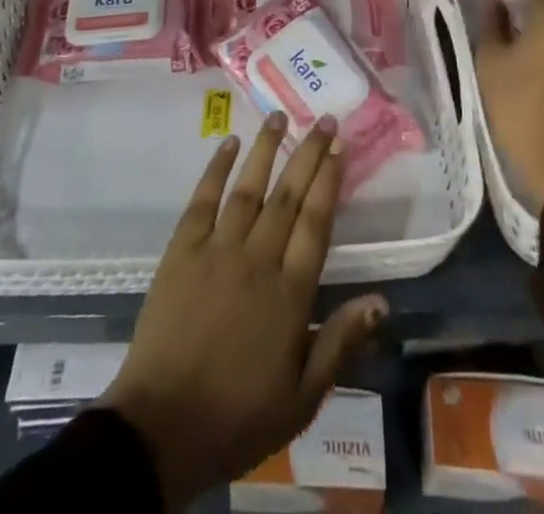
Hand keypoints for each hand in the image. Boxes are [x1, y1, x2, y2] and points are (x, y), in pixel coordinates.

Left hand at [101, 113, 387, 508]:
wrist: (162, 427)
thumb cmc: (237, 416)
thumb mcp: (302, 397)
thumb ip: (341, 343)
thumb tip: (381, 300)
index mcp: (290, 294)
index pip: (316, 222)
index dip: (329, 180)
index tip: (339, 145)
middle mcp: (257, 259)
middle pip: (288, 195)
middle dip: (308, 154)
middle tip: (322, 119)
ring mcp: (217, 249)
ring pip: (248, 188)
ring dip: (266, 149)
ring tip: (279, 116)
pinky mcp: (182, 250)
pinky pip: (203, 199)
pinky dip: (217, 168)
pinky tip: (229, 144)